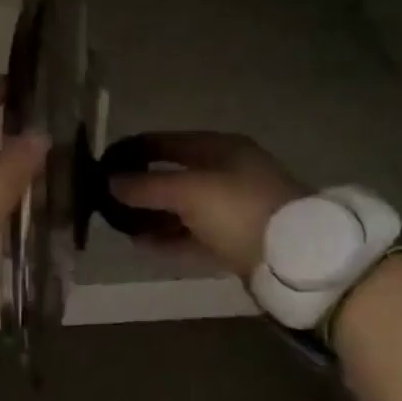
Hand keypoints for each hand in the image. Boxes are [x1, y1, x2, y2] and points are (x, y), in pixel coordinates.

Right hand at [107, 132, 307, 278]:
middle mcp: (228, 173)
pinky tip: (142, 245)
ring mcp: (234, 208)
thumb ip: (147, 187)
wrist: (295, 258)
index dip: (136, 150)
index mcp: (222, 149)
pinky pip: (193, 235)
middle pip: (175, 175)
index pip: (168, 142)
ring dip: (153, 215)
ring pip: (183, 208)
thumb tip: (110, 182)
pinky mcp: (236, 241)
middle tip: (109, 196)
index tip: (105, 162)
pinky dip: (169, 238)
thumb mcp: (189, 192)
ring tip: (119, 224)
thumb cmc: (239, 209)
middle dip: (142, 186)